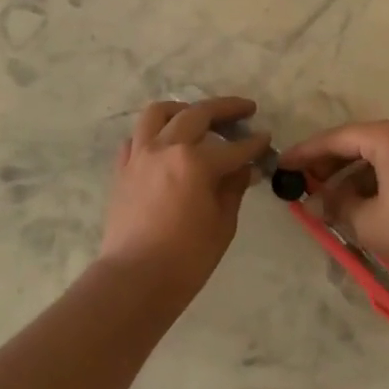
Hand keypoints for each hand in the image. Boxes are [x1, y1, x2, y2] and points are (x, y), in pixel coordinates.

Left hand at [99, 96, 270, 291]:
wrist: (135, 279)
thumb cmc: (186, 258)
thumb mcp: (222, 224)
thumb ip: (233, 189)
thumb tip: (243, 169)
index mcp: (196, 162)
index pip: (234, 147)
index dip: (254, 144)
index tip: (266, 139)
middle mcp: (166, 148)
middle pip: (197, 114)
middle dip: (225, 108)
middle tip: (244, 110)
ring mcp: (139, 155)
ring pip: (158, 113)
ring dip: (182, 109)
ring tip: (196, 115)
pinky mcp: (122, 169)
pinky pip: (136, 139)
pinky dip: (152, 135)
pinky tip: (164, 145)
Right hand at [276, 120, 388, 278]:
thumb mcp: (366, 221)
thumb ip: (336, 207)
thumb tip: (316, 204)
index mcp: (388, 137)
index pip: (336, 138)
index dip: (306, 153)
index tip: (282, 164)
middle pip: (356, 143)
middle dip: (328, 164)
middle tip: (303, 183)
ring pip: (375, 156)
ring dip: (350, 176)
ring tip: (329, 201)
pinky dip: (372, 181)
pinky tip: (359, 206)